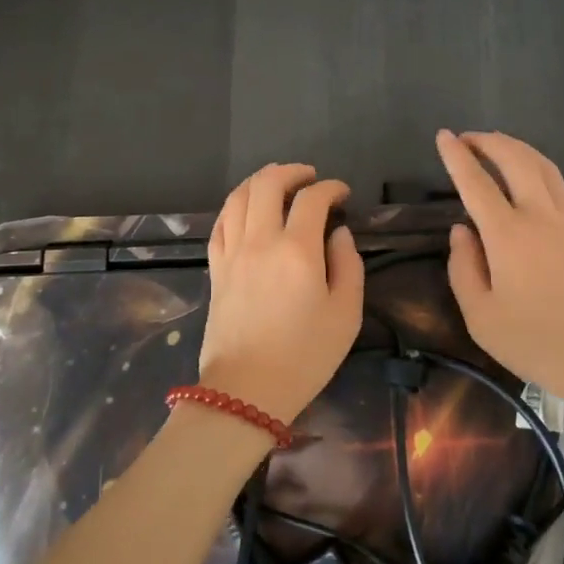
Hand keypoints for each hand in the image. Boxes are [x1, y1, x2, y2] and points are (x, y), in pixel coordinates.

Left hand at [198, 163, 363, 421]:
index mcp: (297, 250)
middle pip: (267, 184)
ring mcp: (232, 253)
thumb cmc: (305, 356)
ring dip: (259, 181)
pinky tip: (247, 210)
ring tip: (277, 183)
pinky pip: (220, 223)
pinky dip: (236, 206)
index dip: (330, 188)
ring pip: (238, 197)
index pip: (312, 199)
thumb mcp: (345, 314)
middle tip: (310, 178)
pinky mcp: (215, 269)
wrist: (246, 391)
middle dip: (291, 172)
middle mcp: (260, 241)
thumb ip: (348, 265)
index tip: (343, 194)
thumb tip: (339, 234)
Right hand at [435, 130, 563, 405]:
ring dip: (524, 151)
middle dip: (490, 143)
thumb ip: (463, 269)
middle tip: (472, 138)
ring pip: (549, 171)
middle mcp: (540, 217)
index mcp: (505, 235)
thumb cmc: (535, 343)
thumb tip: (460, 231)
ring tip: (507, 145)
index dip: (456, 157)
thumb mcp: (480, 317)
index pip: (474, 184)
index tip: (444, 136)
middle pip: (514, 163)